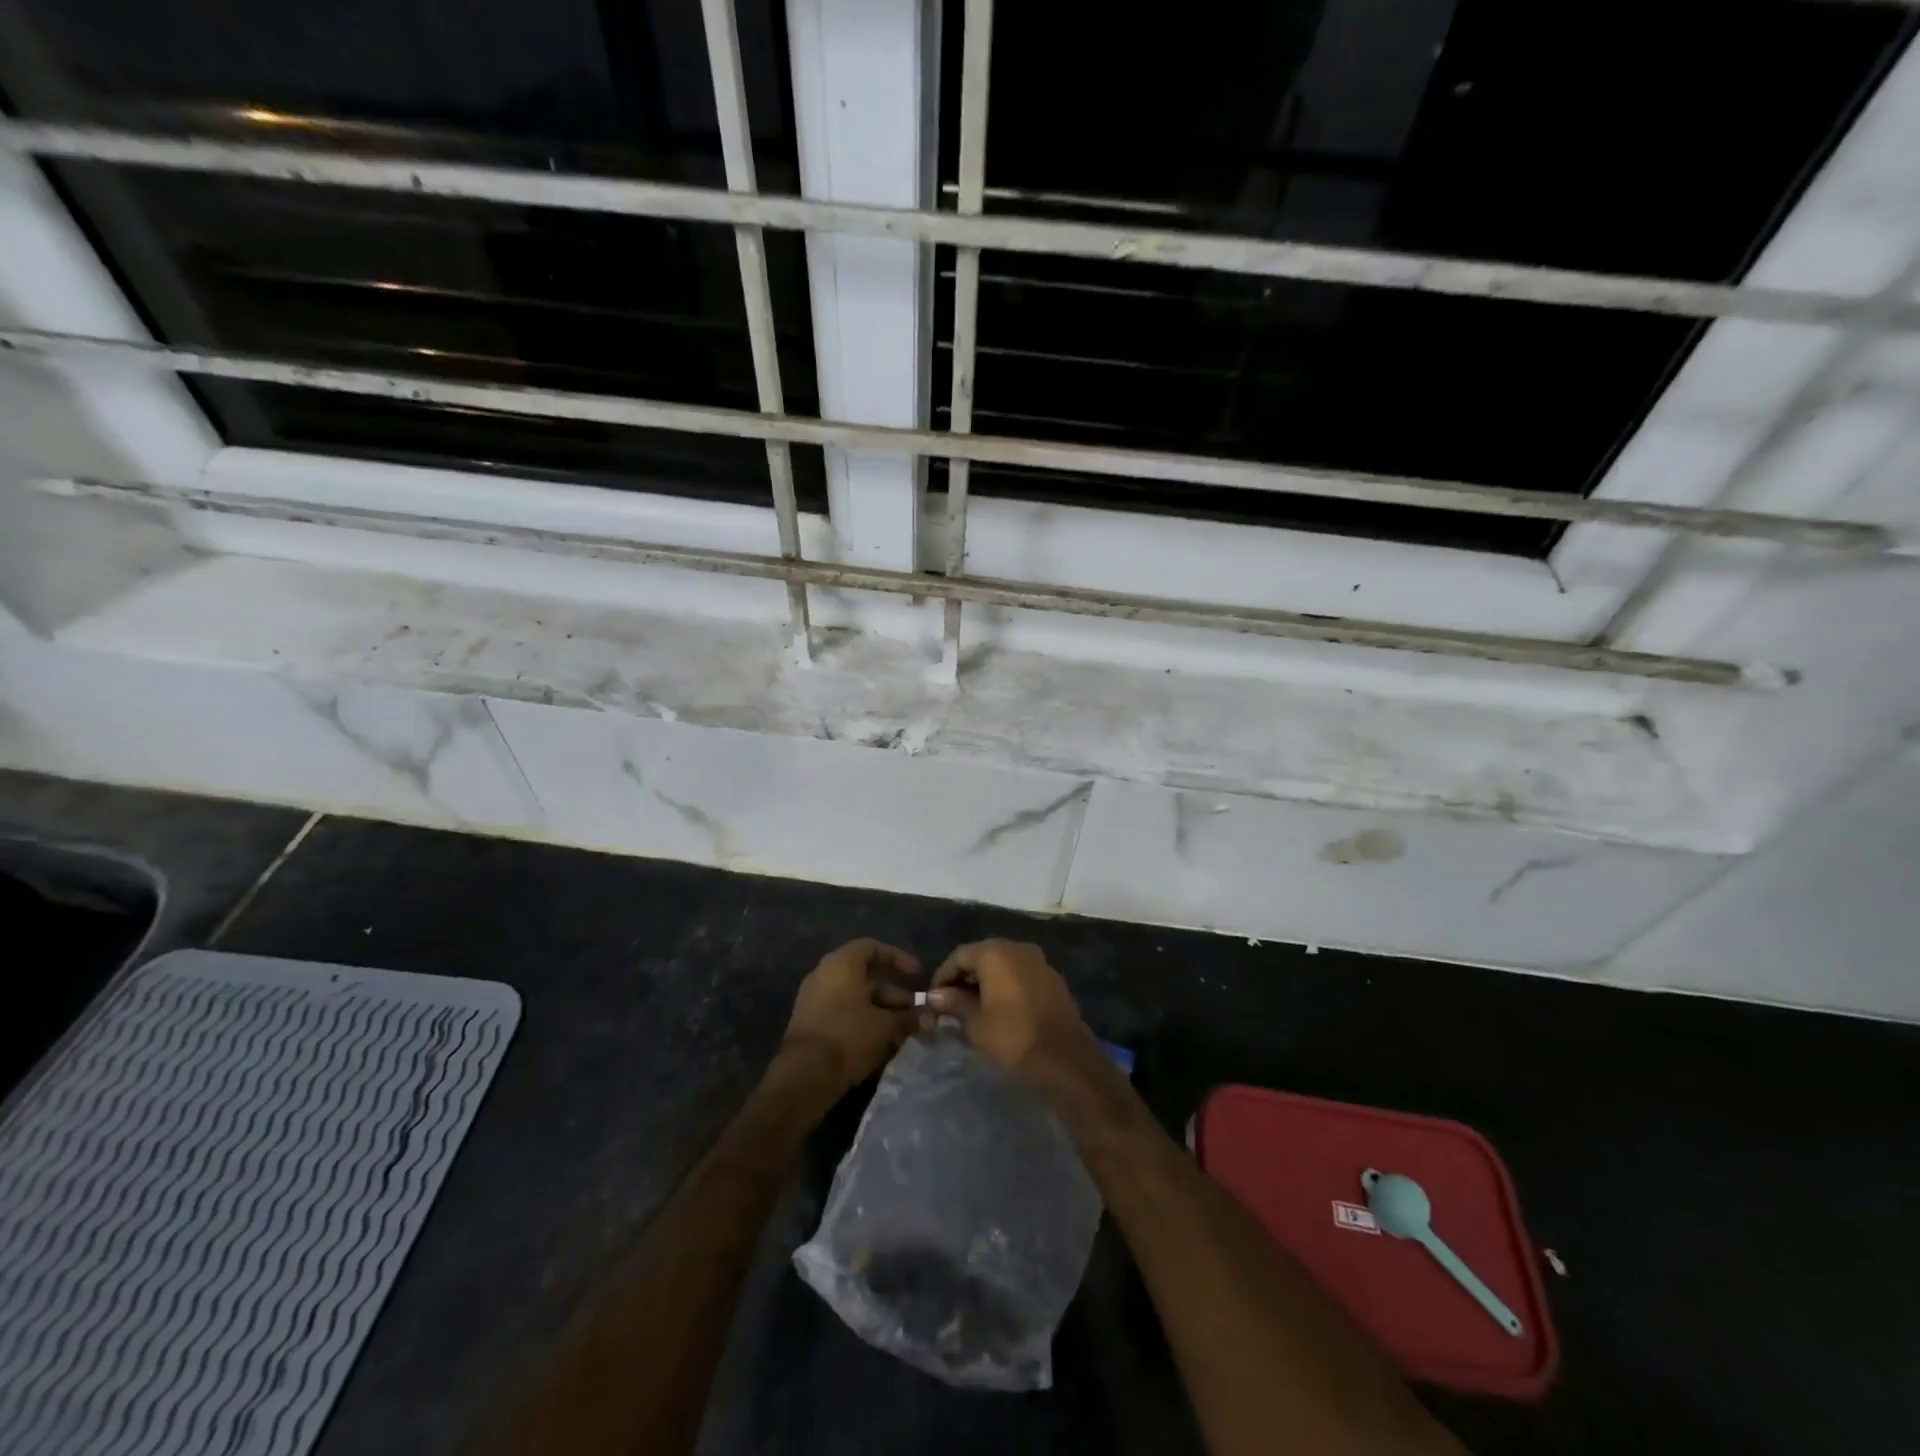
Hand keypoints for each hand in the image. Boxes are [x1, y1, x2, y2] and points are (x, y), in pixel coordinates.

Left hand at [780, 938, 919, 1097]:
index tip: (917, 975)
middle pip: (865, 976)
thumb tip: (929, 1018)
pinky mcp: (809, 1022)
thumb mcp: (885, 1026)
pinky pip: (841, 1012)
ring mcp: (813, 998)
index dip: (898, 958)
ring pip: (854, 997)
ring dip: (880, 1010)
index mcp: (842, 964)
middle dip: (893, 994)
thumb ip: (908, 1018)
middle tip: (914, 1012)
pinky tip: (880, 1042)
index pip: (873, 948)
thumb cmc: (848, 1036)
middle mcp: (824, 974)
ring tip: (902, 1031)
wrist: (804, 1075)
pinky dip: (862, 1020)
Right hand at [927, 940, 1100, 1084]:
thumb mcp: (975, 1023)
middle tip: (951, 1004)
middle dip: (965, 978)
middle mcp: (1018, 948)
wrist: (1065, 1059)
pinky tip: (999, 1008)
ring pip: (1003, 964)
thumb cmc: (1013, 1037)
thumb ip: (954, 1003)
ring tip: (973, 1008)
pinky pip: (1020, 974)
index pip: (959, 956)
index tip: (934, 999)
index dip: (943, 976)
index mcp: (995, 953)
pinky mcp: (1053, 978)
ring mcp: (1039, 961)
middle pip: (982, 956)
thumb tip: (936, 995)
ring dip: (986, 982)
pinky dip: (1006, 985)